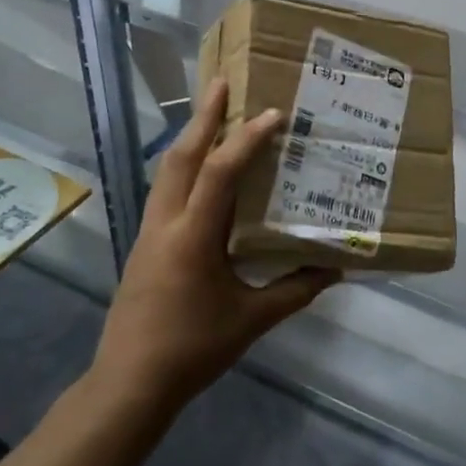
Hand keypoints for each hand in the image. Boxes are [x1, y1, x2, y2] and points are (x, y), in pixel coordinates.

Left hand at [92, 78, 339, 410]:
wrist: (129, 383)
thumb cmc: (193, 350)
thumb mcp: (252, 321)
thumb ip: (295, 290)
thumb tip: (336, 270)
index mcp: (193, 238)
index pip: (219, 174)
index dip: (245, 141)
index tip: (271, 114)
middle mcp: (166, 224)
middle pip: (181, 157)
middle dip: (202, 117)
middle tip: (222, 83)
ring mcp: (149, 232)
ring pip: (167, 170)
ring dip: (190, 136)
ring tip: (212, 112)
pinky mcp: (143, 244)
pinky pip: (165, 189)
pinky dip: (184, 165)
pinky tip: (201, 168)